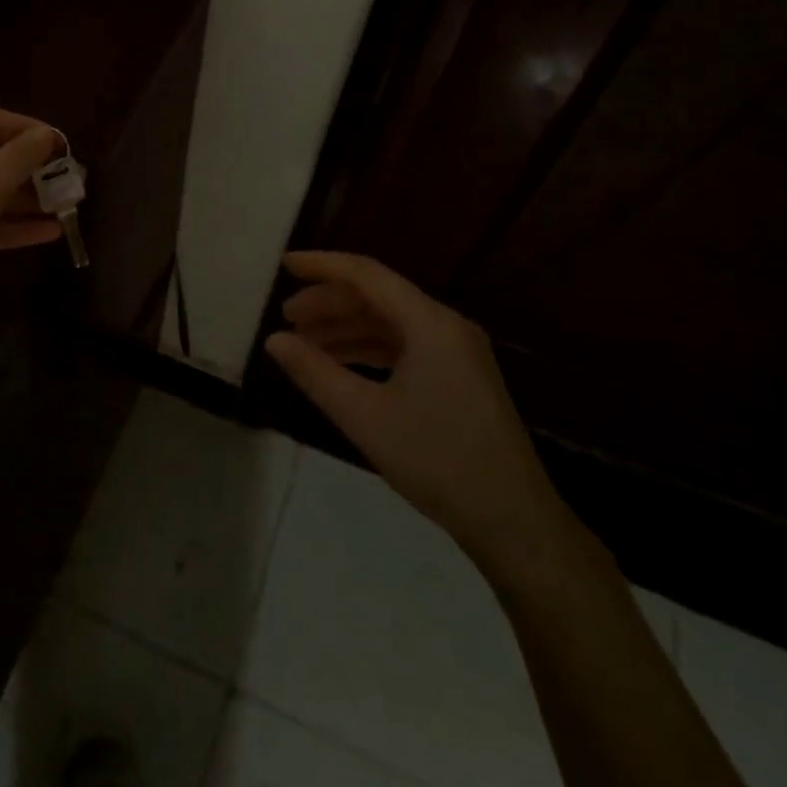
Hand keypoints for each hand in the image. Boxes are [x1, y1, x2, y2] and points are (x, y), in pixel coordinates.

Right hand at [264, 251, 578, 577]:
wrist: (513, 521)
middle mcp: (446, 326)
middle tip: (286, 319)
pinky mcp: (458, 376)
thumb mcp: (365, 416)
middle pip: (378, 296)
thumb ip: (315, 372)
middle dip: (329, 303)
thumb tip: (274, 340)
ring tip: (304, 344)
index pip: (367, 275)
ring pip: (390, 323)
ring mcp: (456, 351)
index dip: (322, 265)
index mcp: (430, 324)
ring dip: (346, 328)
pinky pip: (404, 346)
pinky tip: (340, 366)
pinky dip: (368, 350)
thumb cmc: (436, 460)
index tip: (285, 265)